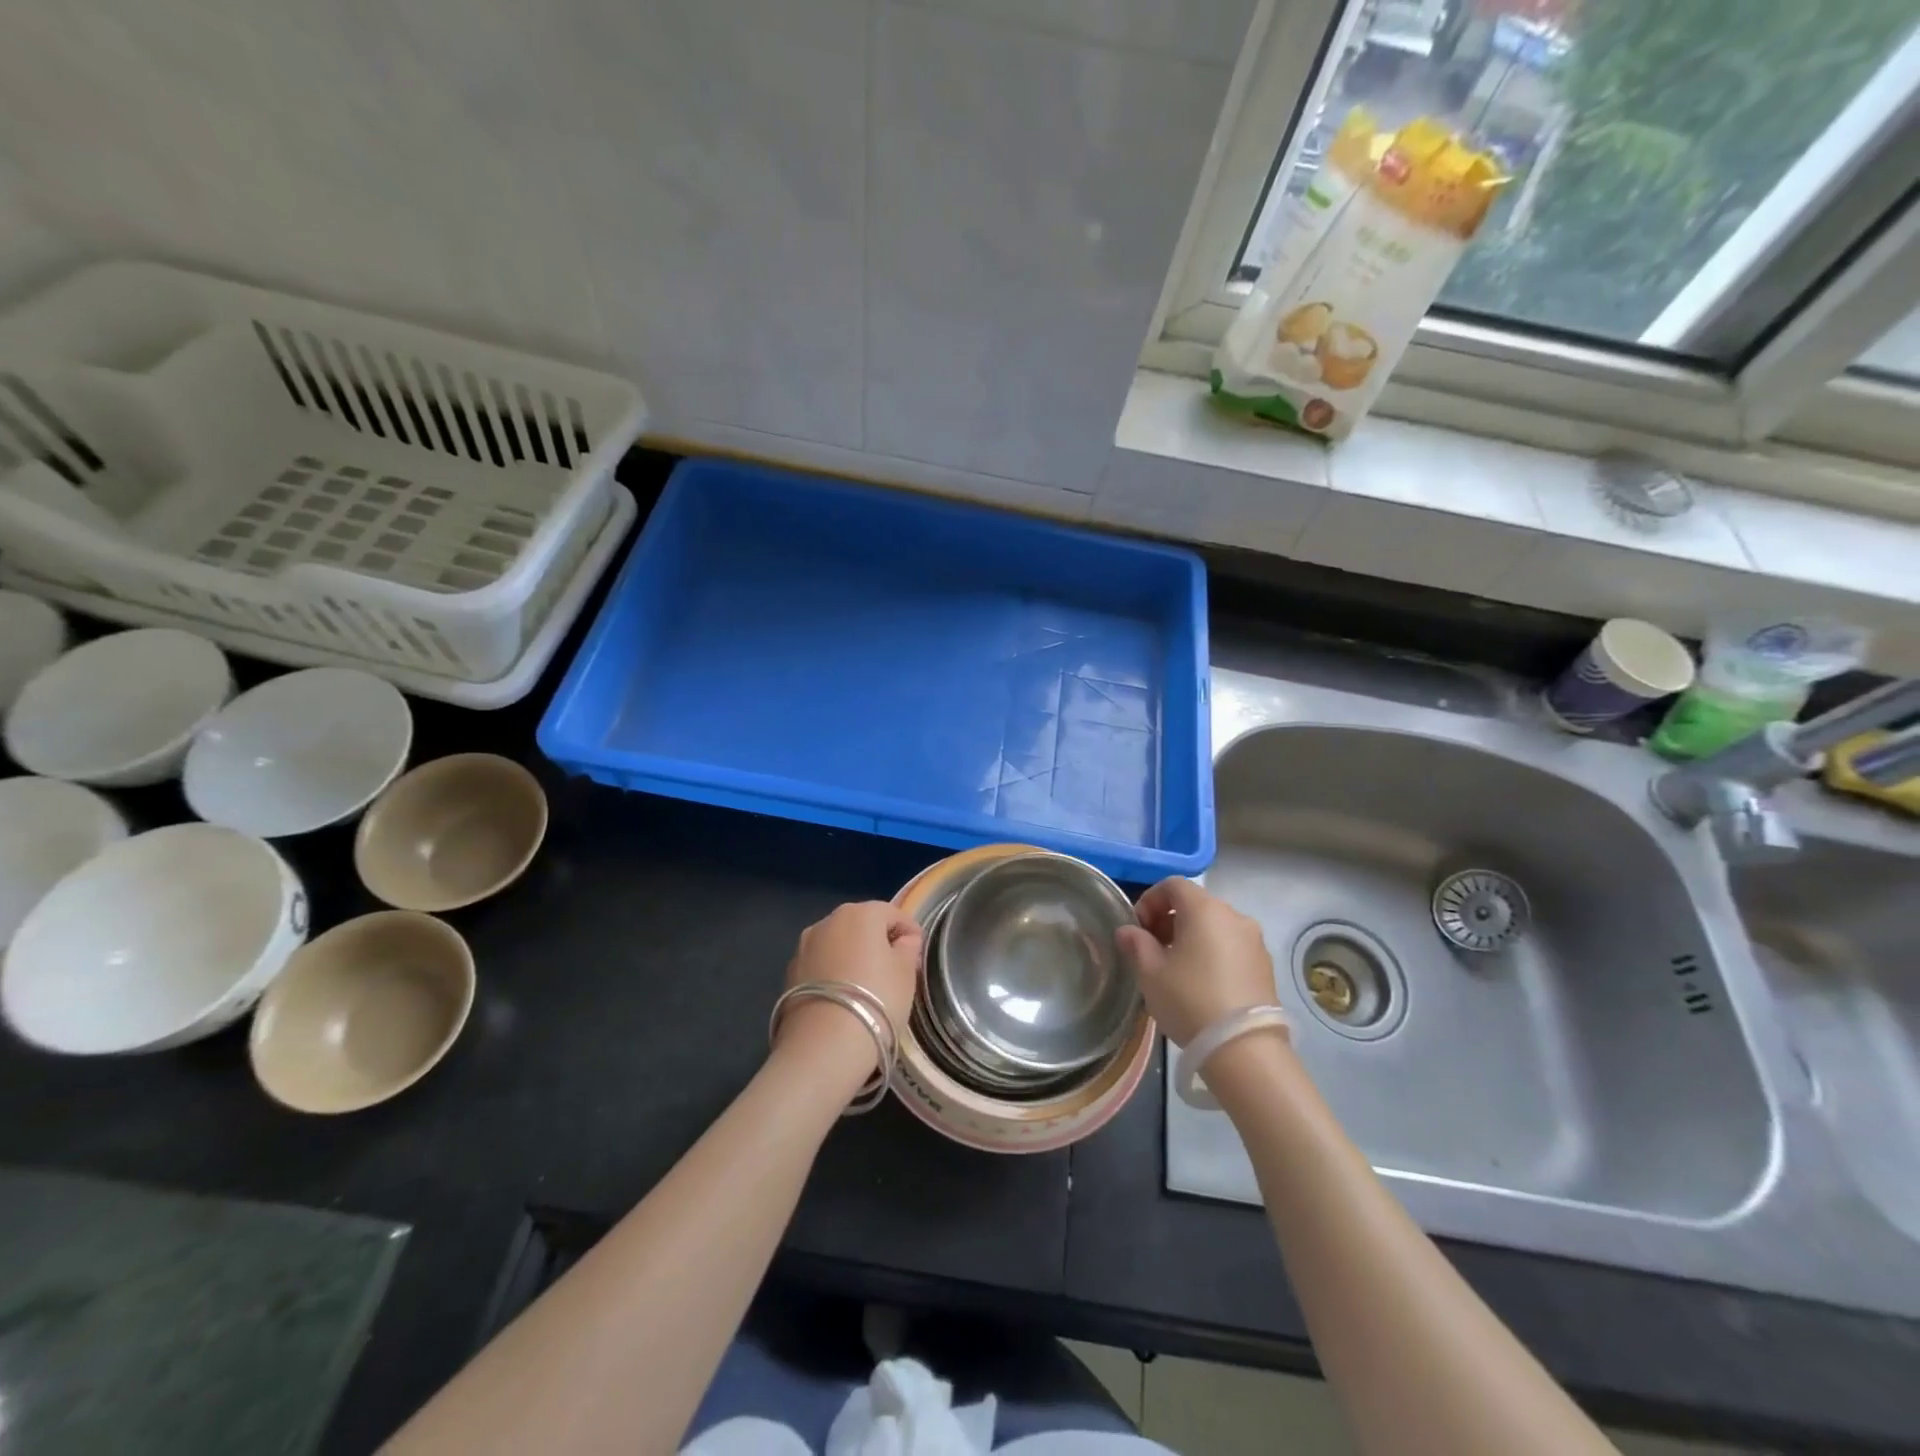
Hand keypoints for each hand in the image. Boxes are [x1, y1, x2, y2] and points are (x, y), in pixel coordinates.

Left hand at [775, 901, 922, 1072]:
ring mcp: (804, 947)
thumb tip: (903, 941)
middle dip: (879, 942)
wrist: (823, 1047)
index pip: (892, 913)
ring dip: (853, 957)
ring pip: (838, 944)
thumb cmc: (876, 1001)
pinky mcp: (789, 974)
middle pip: (861, 925)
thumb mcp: (906, 973)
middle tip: (895, 970)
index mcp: (859, 913)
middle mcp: (827, 921)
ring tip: (867, 987)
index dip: (910, 931)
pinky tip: (843, 999)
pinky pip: (821, 965)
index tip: (918, 955)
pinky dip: (834, 974)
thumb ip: (908, 949)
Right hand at [1116, 877, 1274, 1046]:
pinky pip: (1232, 946)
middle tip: (1152, 949)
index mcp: (1204, 909)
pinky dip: (1213, 953)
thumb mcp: (1150, 973)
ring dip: (1192, 937)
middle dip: (1169, 920)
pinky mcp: (1265, 966)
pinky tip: (1202, 984)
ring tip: (1176, 969)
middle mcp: (1234, 916)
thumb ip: (1136, 944)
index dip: (1150, 900)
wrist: (1245, 1049)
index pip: (1173, 885)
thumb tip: (1128, 931)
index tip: (1138, 928)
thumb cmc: (1189, 1000)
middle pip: (1195, 904)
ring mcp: (1254, 941)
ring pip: (1215, 926)